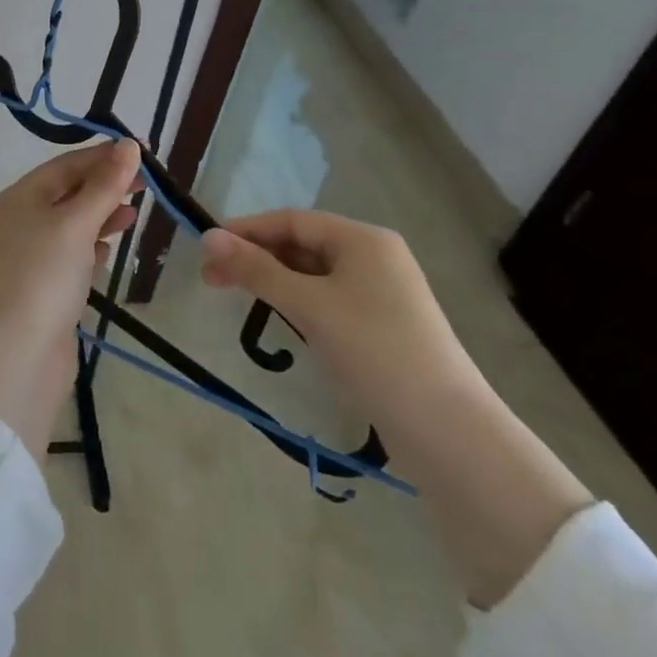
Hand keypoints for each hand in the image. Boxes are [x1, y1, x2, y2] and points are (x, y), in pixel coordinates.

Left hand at [0, 139, 140, 458]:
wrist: (17, 357)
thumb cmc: (44, 276)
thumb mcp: (76, 223)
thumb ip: (105, 185)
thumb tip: (129, 145)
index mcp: (18, 198)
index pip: (64, 165)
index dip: (103, 156)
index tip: (141, 151)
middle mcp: (19, 222)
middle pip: (67, 192)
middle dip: (104, 184)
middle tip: (147, 182)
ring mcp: (29, 257)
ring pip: (71, 224)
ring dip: (101, 214)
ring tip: (134, 212)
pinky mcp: (43, 288)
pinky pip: (71, 254)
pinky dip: (92, 245)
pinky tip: (111, 247)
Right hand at [201, 210, 591, 607]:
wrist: (450, 435)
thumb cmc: (375, 352)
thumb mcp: (309, 306)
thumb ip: (257, 269)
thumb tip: (208, 236)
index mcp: (363, 239)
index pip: (291, 221)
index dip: (246, 230)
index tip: (206, 248)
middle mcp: (375, 257)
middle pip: (301, 245)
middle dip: (256, 257)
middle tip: (211, 279)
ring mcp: (382, 294)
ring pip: (313, 274)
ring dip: (274, 281)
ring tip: (237, 296)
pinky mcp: (384, 327)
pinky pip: (329, 300)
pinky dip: (298, 302)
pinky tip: (280, 318)